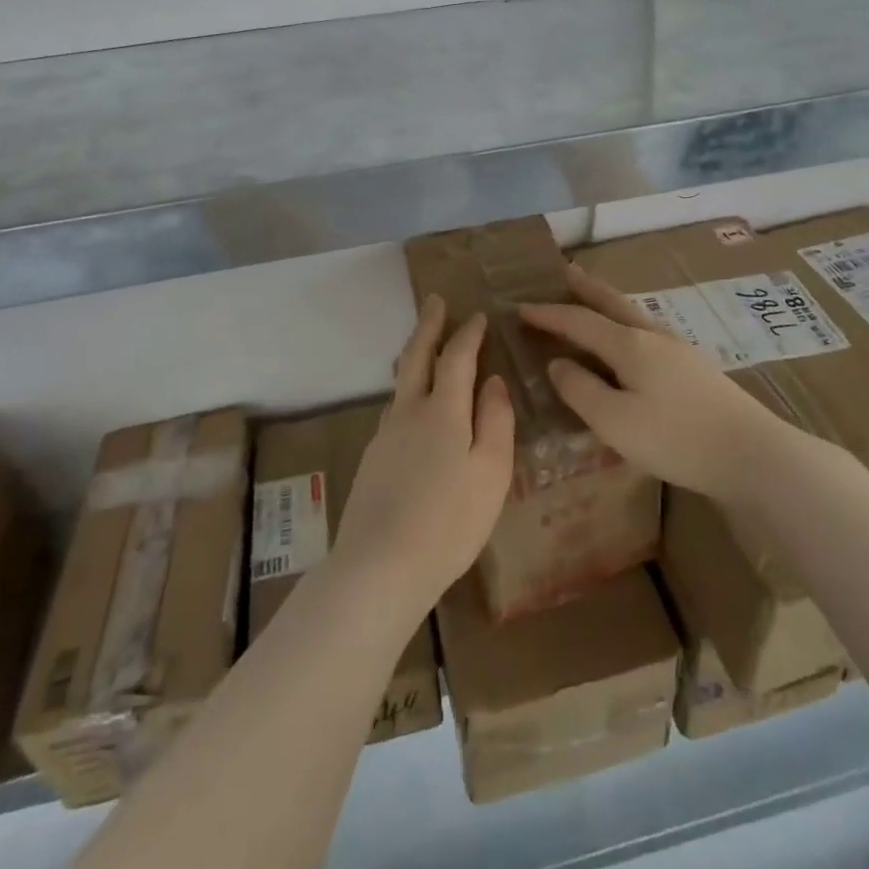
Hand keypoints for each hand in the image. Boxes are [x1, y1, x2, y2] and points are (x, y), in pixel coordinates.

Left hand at [329, 297, 514, 622]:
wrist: (379, 567)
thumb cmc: (449, 521)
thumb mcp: (491, 472)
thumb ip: (495, 421)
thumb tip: (492, 380)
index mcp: (442, 410)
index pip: (456, 357)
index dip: (468, 334)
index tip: (478, 316)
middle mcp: (408, 411)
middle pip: (417, 356)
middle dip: (428, 325)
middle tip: (435, 301)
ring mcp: (385, 434)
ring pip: (401, 381)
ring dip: (415, 355)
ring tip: (426, 345)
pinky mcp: (373, 458)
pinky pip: (395, 407)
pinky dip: (407, 388)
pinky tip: (413, 405)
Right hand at [519, 262, 802, 502]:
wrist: (752, 454)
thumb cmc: (676, 439)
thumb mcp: (614, 422)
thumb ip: (580, 390)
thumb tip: (558, 363)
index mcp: (629, 345)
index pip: (579, 321)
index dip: (548, 314)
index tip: (521, 307)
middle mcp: (653, 336)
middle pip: (612, 303)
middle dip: (585, 288)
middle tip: (564, 272)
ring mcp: (678, 349)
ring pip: (633, 315)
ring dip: (608, 303)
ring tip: (593, 297)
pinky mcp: (695, 368)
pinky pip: (647, 332)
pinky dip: (626, 324)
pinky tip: (632, 340)